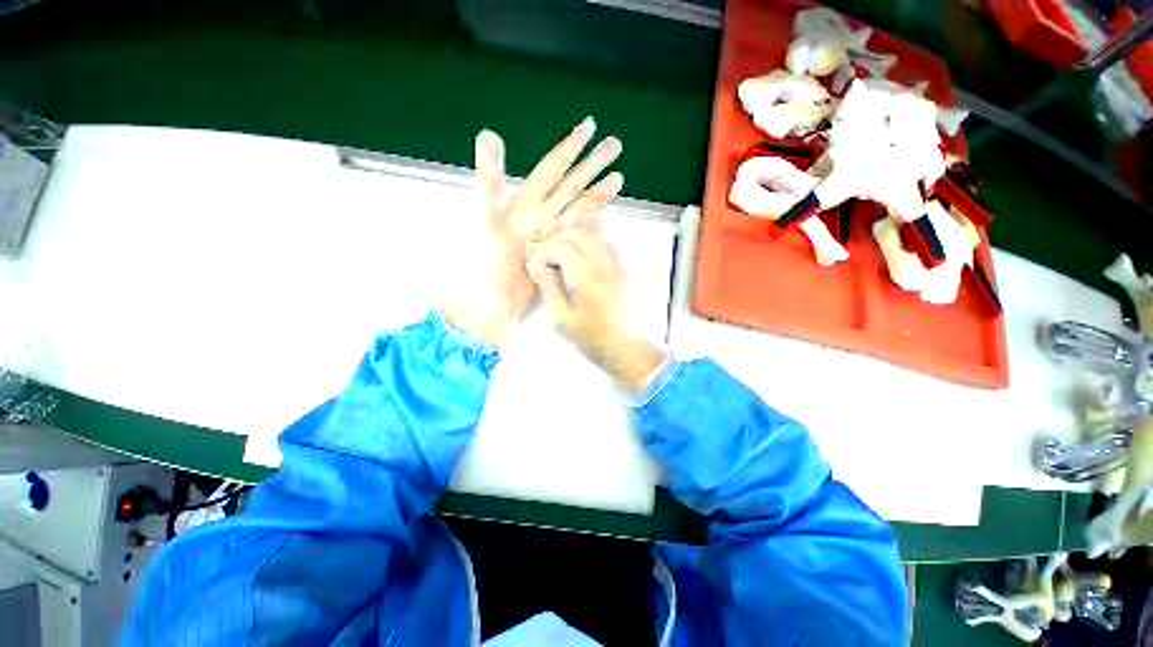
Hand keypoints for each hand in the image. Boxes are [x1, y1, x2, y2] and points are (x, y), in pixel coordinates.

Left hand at [444, 118, 623, 344]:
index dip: (569, 146)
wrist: (498, 296)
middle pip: (571, 183)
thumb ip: (490, 181)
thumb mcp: (487, 219)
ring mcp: (552, 231)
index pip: (552, 167)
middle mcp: (542, 212)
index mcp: (527, 202)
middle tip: (616, 145)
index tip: (589, 127)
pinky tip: (607, 210)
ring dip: (598, 191)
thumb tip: (487, 133)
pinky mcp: (560, 249)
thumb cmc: (491, 261)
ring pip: (579, 205)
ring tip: (619, 177)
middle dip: (593, 164)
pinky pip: (579, 230)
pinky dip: (594, 220)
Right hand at [526, 228, 664, 392]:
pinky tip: (583, 258)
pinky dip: (591, 244)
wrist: (628, 348)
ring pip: (595, 235)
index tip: (537, 266)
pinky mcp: (625, 269)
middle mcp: (604, 264)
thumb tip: (536, 264)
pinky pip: (607, 245)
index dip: (545, 251)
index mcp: (587, 278)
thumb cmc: (592, 339)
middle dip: (558, 240)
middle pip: (579, 234)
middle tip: (547, 257)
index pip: (562, 247)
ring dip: (575, 239)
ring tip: (563, 255)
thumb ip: (549, 288)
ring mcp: (618, 264)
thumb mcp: (563, 320)